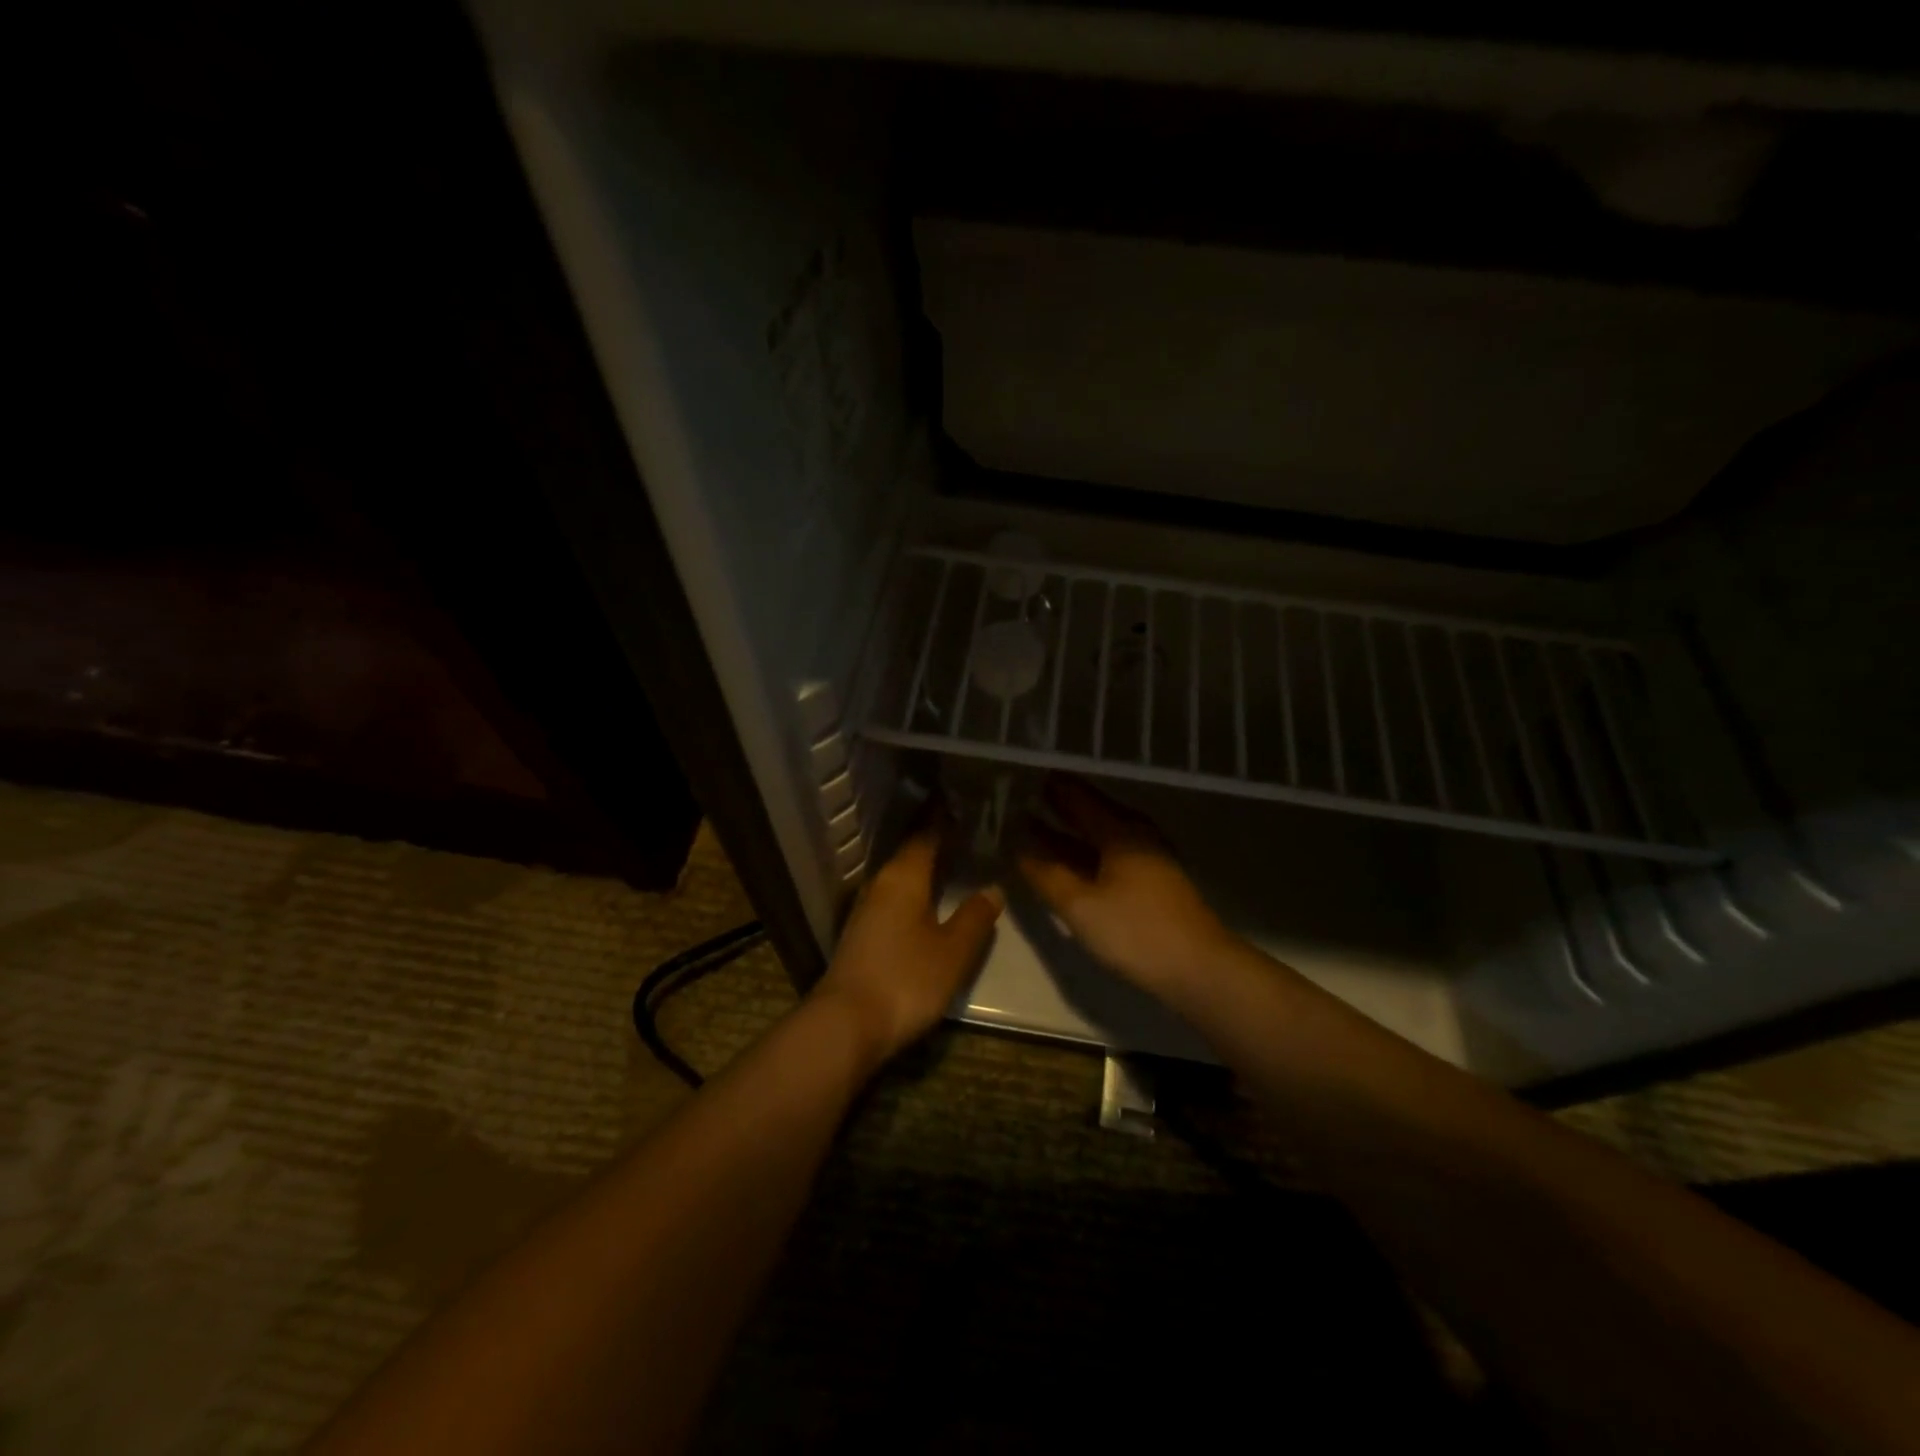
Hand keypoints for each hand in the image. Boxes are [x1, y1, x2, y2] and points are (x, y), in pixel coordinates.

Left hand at [812, 822, 1003, 1063]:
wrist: (847, 1024)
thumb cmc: (906, 979)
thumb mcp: (953, 951)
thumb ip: (975, 917)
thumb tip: (993, 888)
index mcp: (904, 876)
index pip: (926, 834)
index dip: (946, 820)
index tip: (967, 806)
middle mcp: (881, 884)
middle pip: (912, 853)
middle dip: (938, 842)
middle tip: (969, 833)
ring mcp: (867, 909)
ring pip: (902, 876)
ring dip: (926, 868)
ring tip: (956, 863)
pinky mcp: (862, 933)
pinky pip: (894, 898)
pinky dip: (915, 892)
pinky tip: (930, 903)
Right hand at [1016, 778, 1233, 996]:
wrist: (1200, 969)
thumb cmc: (1136, 932)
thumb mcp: (1081, 906)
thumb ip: (1047, 876)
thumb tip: (1017, 849)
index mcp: (1120, 832)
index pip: (1079, 797)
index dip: (1052, 787)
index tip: (1026, 776)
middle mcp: (1136, 836)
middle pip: (1092, 813)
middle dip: (1059, 807)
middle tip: (1025, 798)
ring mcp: (1148, 860)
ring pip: (1100, 837)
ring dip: (1069, 833)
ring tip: (1036, 827)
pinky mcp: (1153, 884)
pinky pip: (1109, 856)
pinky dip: (1084, 853)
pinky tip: (1069, 864)